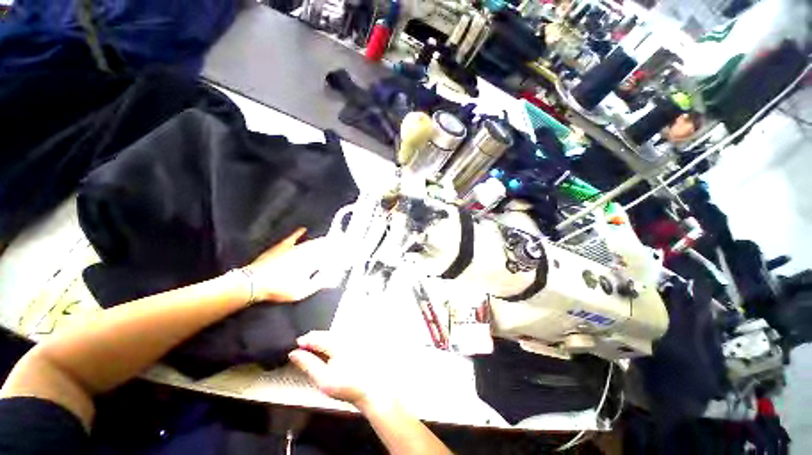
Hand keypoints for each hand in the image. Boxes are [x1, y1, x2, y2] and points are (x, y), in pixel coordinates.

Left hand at [244, 228, 330, 302]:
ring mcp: (292, 248)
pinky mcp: (281, 247)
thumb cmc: (279, 289)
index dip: (335, 253)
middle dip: (329, 245)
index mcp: (310, 263)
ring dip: (319, 240)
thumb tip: (329, 276)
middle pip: (320, 247)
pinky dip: (298, 233)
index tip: (342, 250)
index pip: (326, 255)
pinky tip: (303, 229)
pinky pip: (292, 238)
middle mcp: (303, 253)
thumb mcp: (301, 292)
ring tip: (327, 238)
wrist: (254, 282)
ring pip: (309, 242)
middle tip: (338, 242)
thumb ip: (317, 283)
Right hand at [289, 331, 389, 408]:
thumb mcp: (322, 379)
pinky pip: (337, 339)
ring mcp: (350, 339)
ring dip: (319, 343)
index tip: (293, 350)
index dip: (302, 342)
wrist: (368, 390)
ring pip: (329, 336)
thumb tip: (294, 353)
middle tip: (300, 354)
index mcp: (336, 343)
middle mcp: (344, 337)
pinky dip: (328, 345)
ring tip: (311, 355)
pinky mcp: (354, 342)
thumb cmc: (346, 387)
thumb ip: (307, 364)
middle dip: (310, 342)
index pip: (314, 336)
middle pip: (322, 334)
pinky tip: (325, 355)